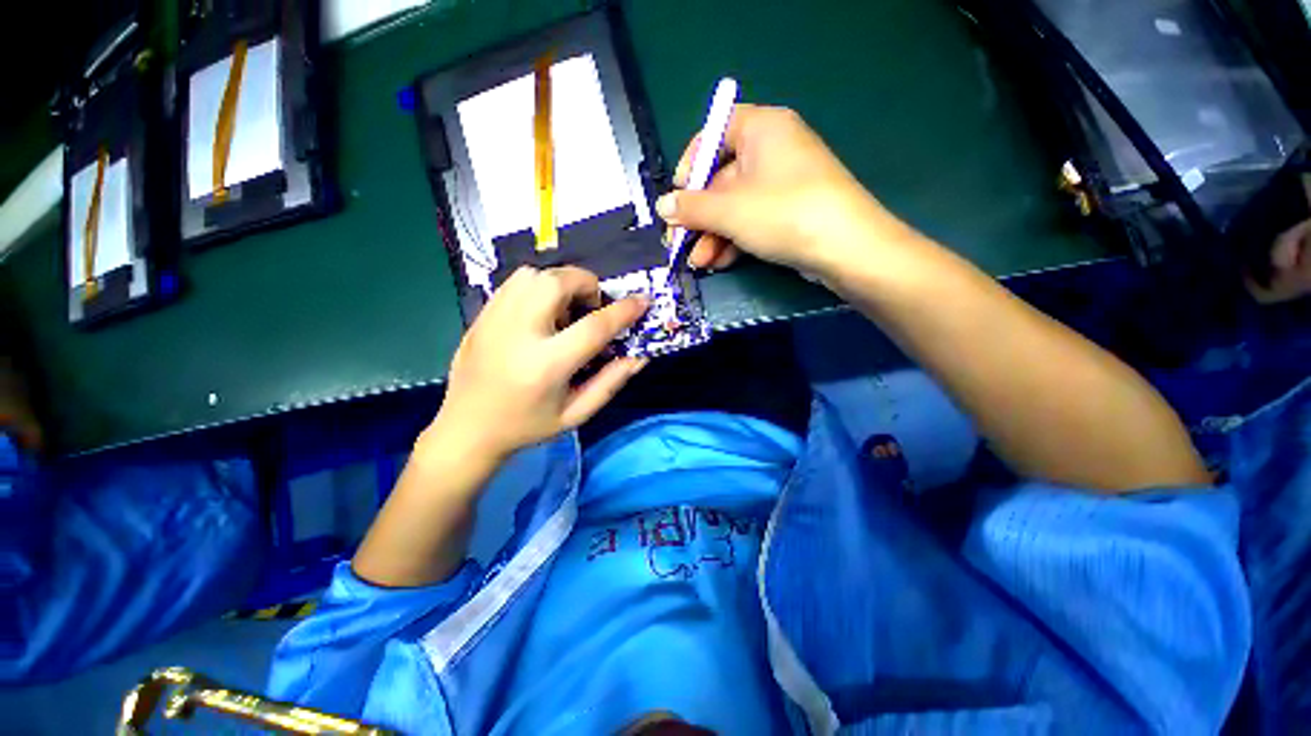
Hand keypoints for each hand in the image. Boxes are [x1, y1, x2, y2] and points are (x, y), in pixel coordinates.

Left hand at [428, 266, 648, 460]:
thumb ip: (610, 382)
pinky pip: (514, 283)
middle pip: (557, 283)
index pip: (593, 327)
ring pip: (532, 274)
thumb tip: (640, 356)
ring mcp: (494, 320)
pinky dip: (538, 287)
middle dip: (586, 284)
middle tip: (593, 307)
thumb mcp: (576, 413)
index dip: (623, 311)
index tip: (642, 301)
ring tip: (566, 309)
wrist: (467, 430)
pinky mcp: (481, 315)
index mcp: (546, 366)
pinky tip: (542, 312)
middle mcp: (518, 334)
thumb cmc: (527, 425)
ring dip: (560, 283)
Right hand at [655, 104, 902, 278]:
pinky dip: (734, 241)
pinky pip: (753, 221)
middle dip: (699, 217)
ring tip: (698, 262)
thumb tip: (663, 206)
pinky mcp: (790, 213)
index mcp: (763, 129)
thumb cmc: (783, 213)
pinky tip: (719, 263)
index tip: (679, 193)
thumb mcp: (729, 210)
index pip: (716, 132)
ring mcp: (784, 185)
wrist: (846, 249)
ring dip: (713, 236)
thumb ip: (692, 208)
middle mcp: (774, 150)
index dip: (692, 162)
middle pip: (723, 178)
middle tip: (680, 242)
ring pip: (736, 206)